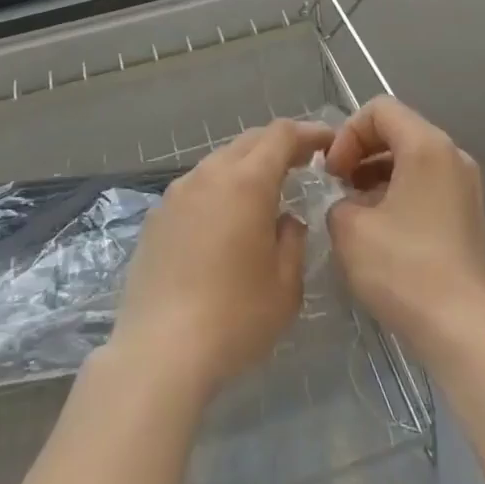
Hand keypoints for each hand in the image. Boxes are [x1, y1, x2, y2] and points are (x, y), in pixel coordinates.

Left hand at [109, 117, 336, 400]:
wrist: (159, 351)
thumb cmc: (234, 318)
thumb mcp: (286, 286)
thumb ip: (293, 241)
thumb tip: (285, 220)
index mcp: (247, 181)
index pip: (281, 135)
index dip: (307, 132)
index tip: (327, 142)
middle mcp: (210, 173)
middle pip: (249, 141)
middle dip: (278, 145)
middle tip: (302, 163)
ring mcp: (178, 192)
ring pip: (219, 161)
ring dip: (246, 167)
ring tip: (263, 193)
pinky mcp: (157, 215)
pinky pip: (196, 187)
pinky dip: (218, 190)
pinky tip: (223, 222)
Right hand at [325, 97, 484, 363]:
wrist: (463, 332)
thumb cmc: (403, 269)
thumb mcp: (349, 228)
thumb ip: (337, 199)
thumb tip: (347, 202)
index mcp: (426, 145)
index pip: (379, 110)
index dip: (347, 134)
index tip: (331, 173)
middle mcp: (452, 154)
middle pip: (398, 130)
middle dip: (361, 152)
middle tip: (337, 186)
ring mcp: (465, 185)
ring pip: (411, 158)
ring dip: (377, 173)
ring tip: (354, 210)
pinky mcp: (468, 214)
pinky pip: (426, 183)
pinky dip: (399, 192)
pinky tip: (380, 229)